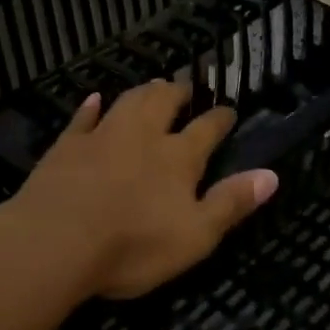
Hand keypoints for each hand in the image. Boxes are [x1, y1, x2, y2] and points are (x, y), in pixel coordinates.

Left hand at [0, 81, 278, 300]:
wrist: (57, 239)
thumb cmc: (132, 245)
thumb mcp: (195, 235)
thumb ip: (232, 203)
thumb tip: (272, 174)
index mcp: (177, 158)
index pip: (206, 129)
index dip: (220, 118)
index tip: (229, 109)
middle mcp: (143, 135)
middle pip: (164, 102)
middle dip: (179, 92)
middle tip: (186, 86)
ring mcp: (103, 135)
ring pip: (129, 102)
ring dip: (144, 91)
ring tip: (154, 84)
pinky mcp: (68, 145)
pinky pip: (83, 118)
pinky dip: (91, 107)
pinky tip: (94, 99)